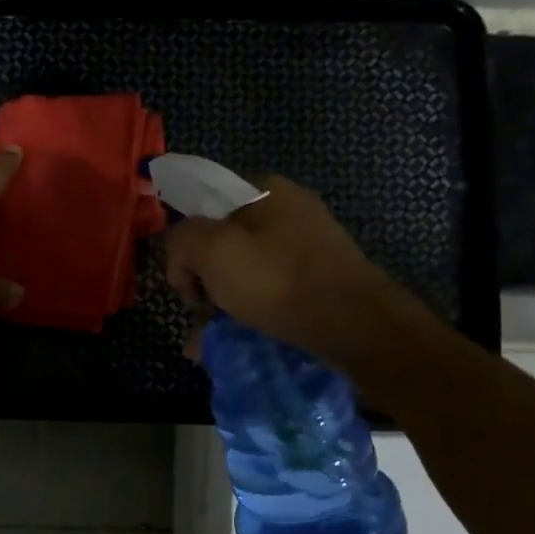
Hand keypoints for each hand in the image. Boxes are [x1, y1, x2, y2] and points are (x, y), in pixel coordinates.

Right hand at [164, 176, 414, 367]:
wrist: (352, 323)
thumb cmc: (277, 280)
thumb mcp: (212, 250)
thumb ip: (181, 241)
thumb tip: (183, 261)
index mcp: (264, 189)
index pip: (204, 207)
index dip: (185, 244)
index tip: (184, 281)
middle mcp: (288, 211)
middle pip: (224, 243)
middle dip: (202, 282)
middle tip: (198, 314)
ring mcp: (307, 245)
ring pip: (245, 273)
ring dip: (220, 306)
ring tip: (206, 344)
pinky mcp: (318, 279)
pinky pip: (268, 293)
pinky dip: (247, 315)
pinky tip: (232, 344)